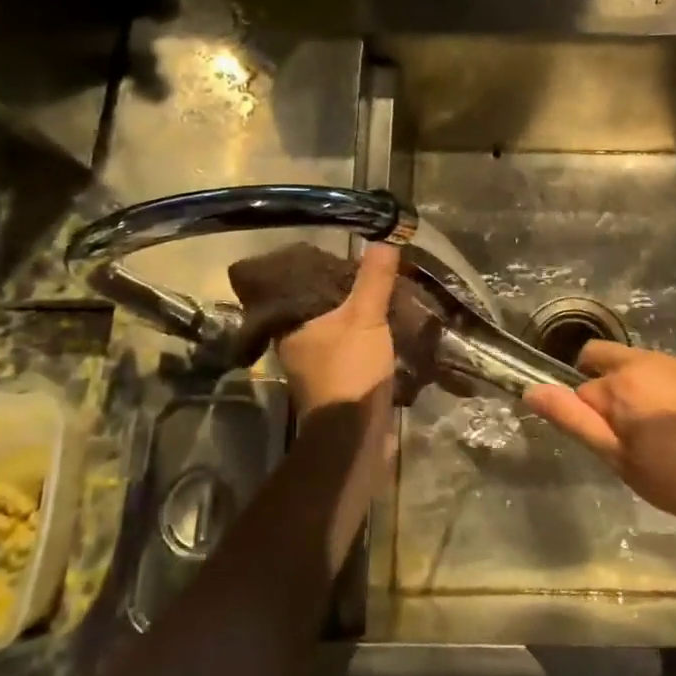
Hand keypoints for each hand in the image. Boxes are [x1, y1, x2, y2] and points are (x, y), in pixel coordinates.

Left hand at [275, 242, 399, 417]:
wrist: (355, 435)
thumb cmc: (350, 370)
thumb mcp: (365, 317)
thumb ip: (373, 279)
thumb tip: (384, 241)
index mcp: (291, 326)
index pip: (300, 286)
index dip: (322, 269)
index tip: (345, 257)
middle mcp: (296, 344)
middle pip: (320, 308)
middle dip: (344, 293)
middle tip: (370, 274)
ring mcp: (315, 367)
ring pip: (336, 330)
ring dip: (356, 318)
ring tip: (382, 296)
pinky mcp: (335, 384)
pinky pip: (349, 349)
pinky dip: (364, 339)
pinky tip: (385, 329)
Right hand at [525, 342, 675, 530]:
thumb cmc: (675, 477)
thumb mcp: (617, 457)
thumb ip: (573, 419)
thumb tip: (531, 390)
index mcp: (620, 381)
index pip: (580, 388)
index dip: (584, 415)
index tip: (601, 441)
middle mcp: (646, 359)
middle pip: (602, 356)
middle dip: (599, 382)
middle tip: (617, 427)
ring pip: (635, 362)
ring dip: (631, 384)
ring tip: (650, 429)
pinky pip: (665, 370)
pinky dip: (659, 387)